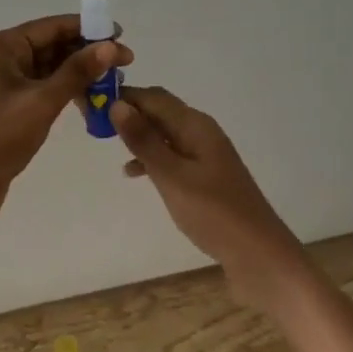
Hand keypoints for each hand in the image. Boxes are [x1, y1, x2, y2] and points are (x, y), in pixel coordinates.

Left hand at [0, 14, 133, 232]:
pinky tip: (90, 98)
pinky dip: (66, 88)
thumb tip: (111, 45)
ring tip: (113, 82)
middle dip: (88, 52)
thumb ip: (78, 71)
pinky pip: (43, 84)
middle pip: (52, 44)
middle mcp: (1, 55)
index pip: (52, 27)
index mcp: (2, 46)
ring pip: (50, 65)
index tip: (121, 35)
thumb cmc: (0, 138)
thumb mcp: (43, 102)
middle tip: (125, 63)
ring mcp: (3, 79)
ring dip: (79, 72)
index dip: (89, 29)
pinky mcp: (9, 101)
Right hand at [110, 87, 302, 304]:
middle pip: (161, 111)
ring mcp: (206, 155)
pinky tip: (135, 174)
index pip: (154, 97)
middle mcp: (202, 132)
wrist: (260, 256)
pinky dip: (153, 159)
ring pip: (165, 134)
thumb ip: (144, 141)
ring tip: (109, 147)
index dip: (125, 95)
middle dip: (130, 113)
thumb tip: (117, 104)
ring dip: (139, 136)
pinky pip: (173, 156)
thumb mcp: (172, 176)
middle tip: (95, 124)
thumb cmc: (214, 213)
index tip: (93, 103)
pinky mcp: (207, 178)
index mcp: (196, 125)